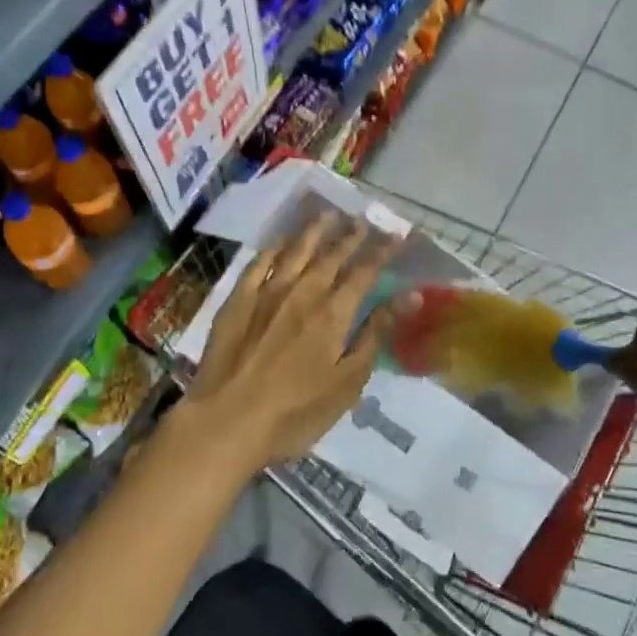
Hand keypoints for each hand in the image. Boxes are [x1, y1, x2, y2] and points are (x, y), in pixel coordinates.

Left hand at [175, 209, 403, 473]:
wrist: (226, 421)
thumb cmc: (295, 412)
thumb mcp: (347, 381)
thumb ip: (375, 333)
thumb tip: (410, 295)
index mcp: (333, 313)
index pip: (364, 272)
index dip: (382, 252)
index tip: (395, 235)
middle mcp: (303, 291)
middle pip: (331, 255)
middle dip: (350, 236)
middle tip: (362, 219)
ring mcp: (267, 292)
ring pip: (295, 250)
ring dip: (314, 231)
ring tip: (327, 214)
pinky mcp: (237, 300)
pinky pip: (258, 263)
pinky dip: (273, 248)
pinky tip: (280, 240)